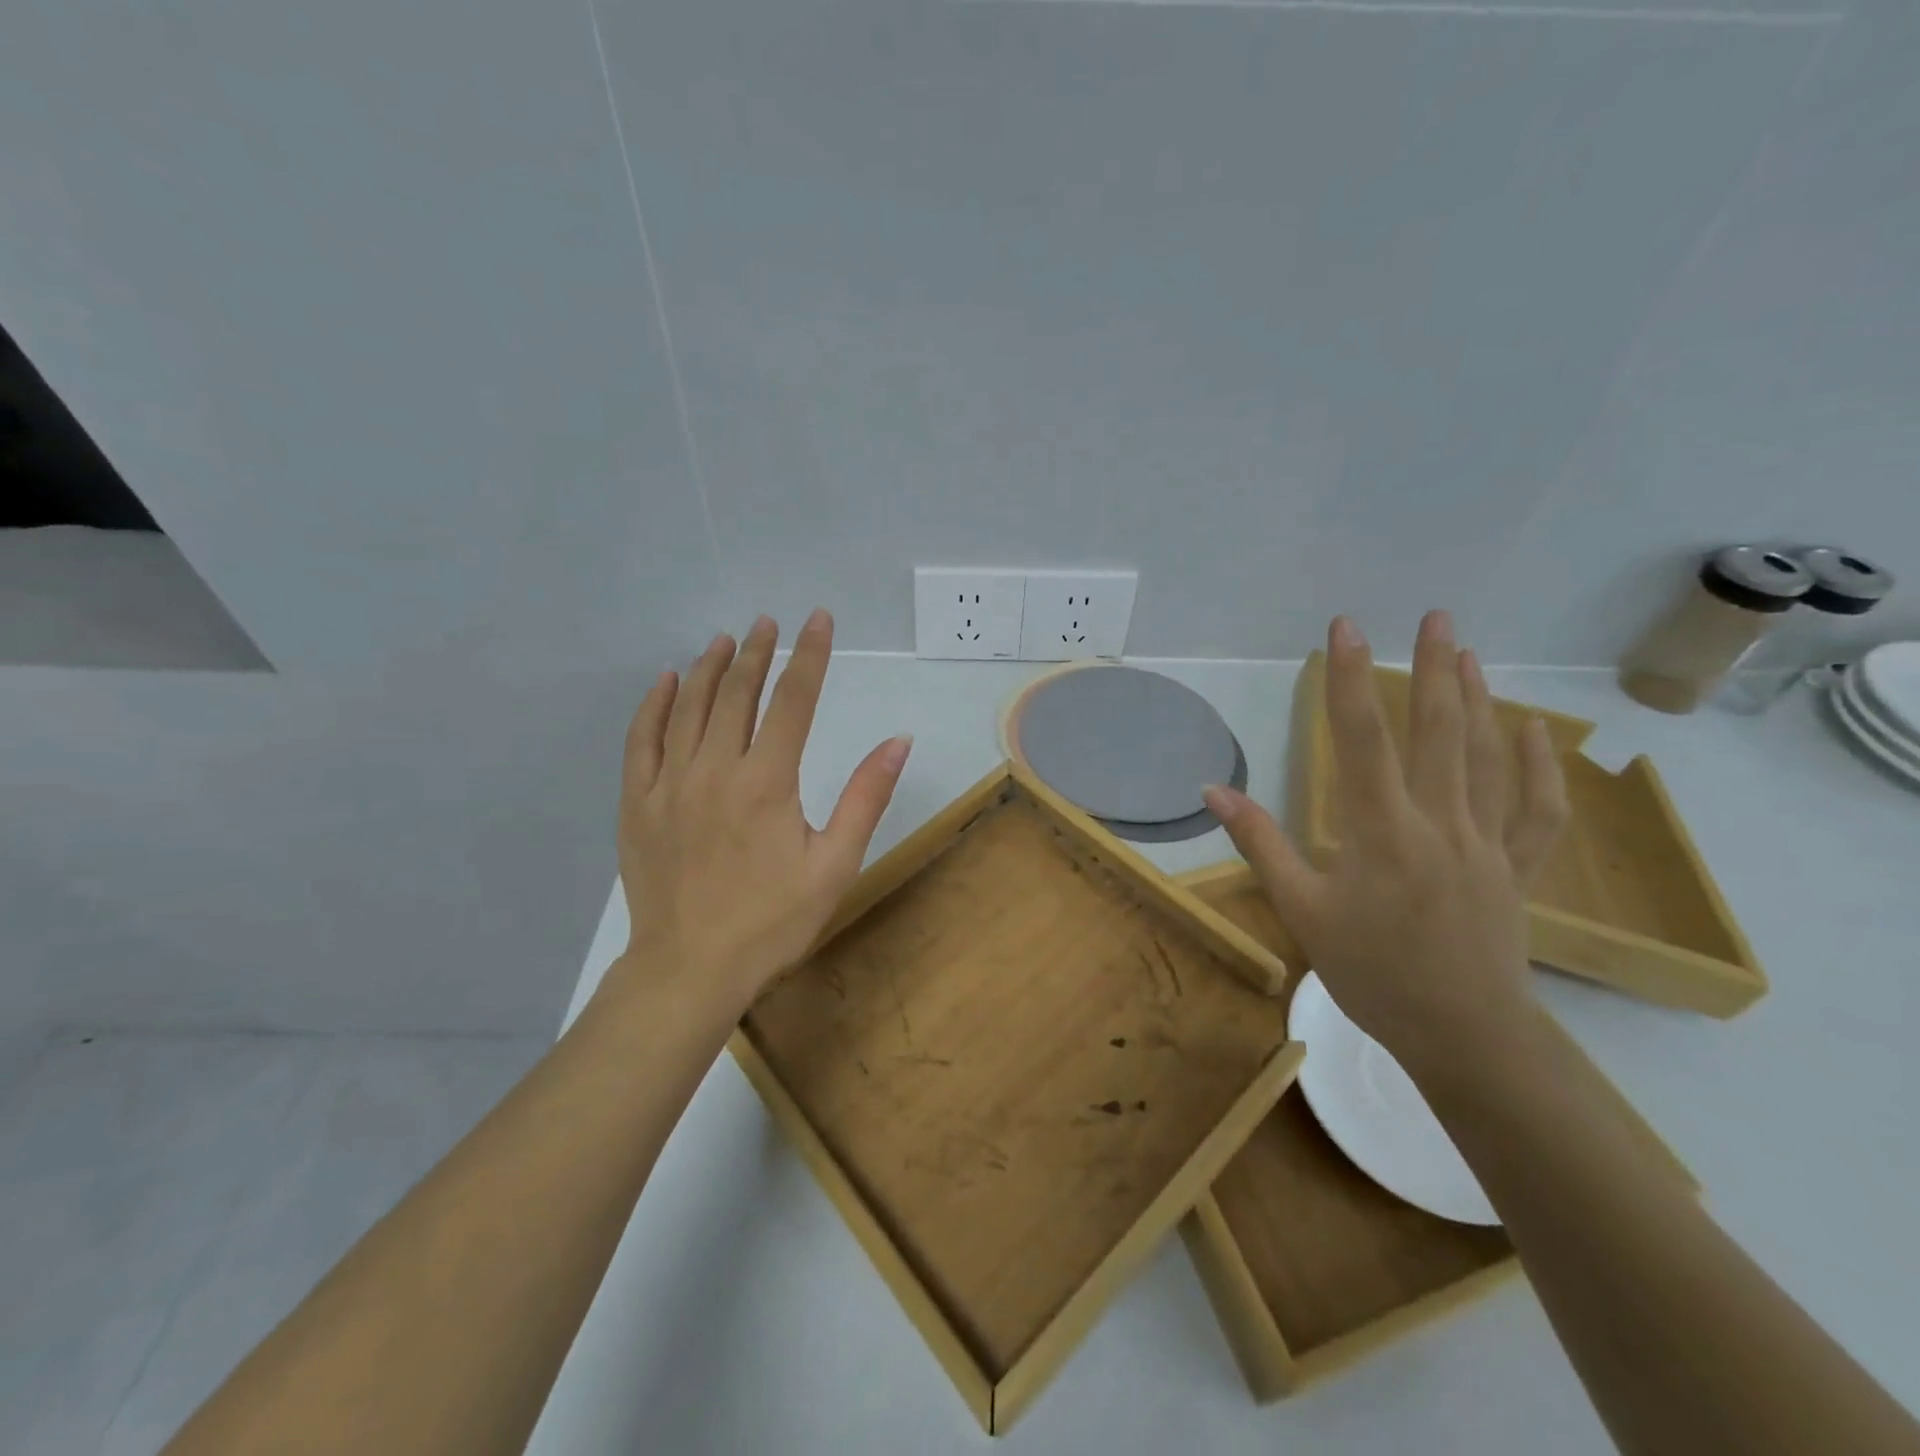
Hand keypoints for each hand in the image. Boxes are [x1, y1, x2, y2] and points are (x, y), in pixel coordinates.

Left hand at [614, 610, 911, 1010]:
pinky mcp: (636, 803)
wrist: (689, 970)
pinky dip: (654, 704)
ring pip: (688, 707)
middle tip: (769, 621)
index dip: (809, 654)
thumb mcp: (835, 864)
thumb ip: (865, 798)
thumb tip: (897, 741)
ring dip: (709, 667)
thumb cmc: (772, 922)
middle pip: (737, 694)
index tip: (818, 618)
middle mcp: (714, 769)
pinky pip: (641, 739)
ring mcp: (668, 784)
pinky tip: (666, 681)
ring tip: (726, 639)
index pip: (793, 700)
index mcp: (767, 782)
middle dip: (758, 651)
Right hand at [1204, 611, 1568, 1077]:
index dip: (1350, 680)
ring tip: (1467, 652)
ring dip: (1477, 700)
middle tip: (1434, 616)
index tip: (1346, 629)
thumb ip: (1260, 844)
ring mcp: (1487, 844)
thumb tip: (1214, 790)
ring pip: (1486, 760)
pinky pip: (1536, 811)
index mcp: (1381, 832)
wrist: (1462, 1035)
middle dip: (1432, 669)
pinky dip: (1538, 768)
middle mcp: (1440, 824)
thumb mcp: (1302, 910)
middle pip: (1438, 733)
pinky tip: (1532, 732)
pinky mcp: (1517, 868)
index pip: (1361, 740)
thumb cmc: (1371, 973)